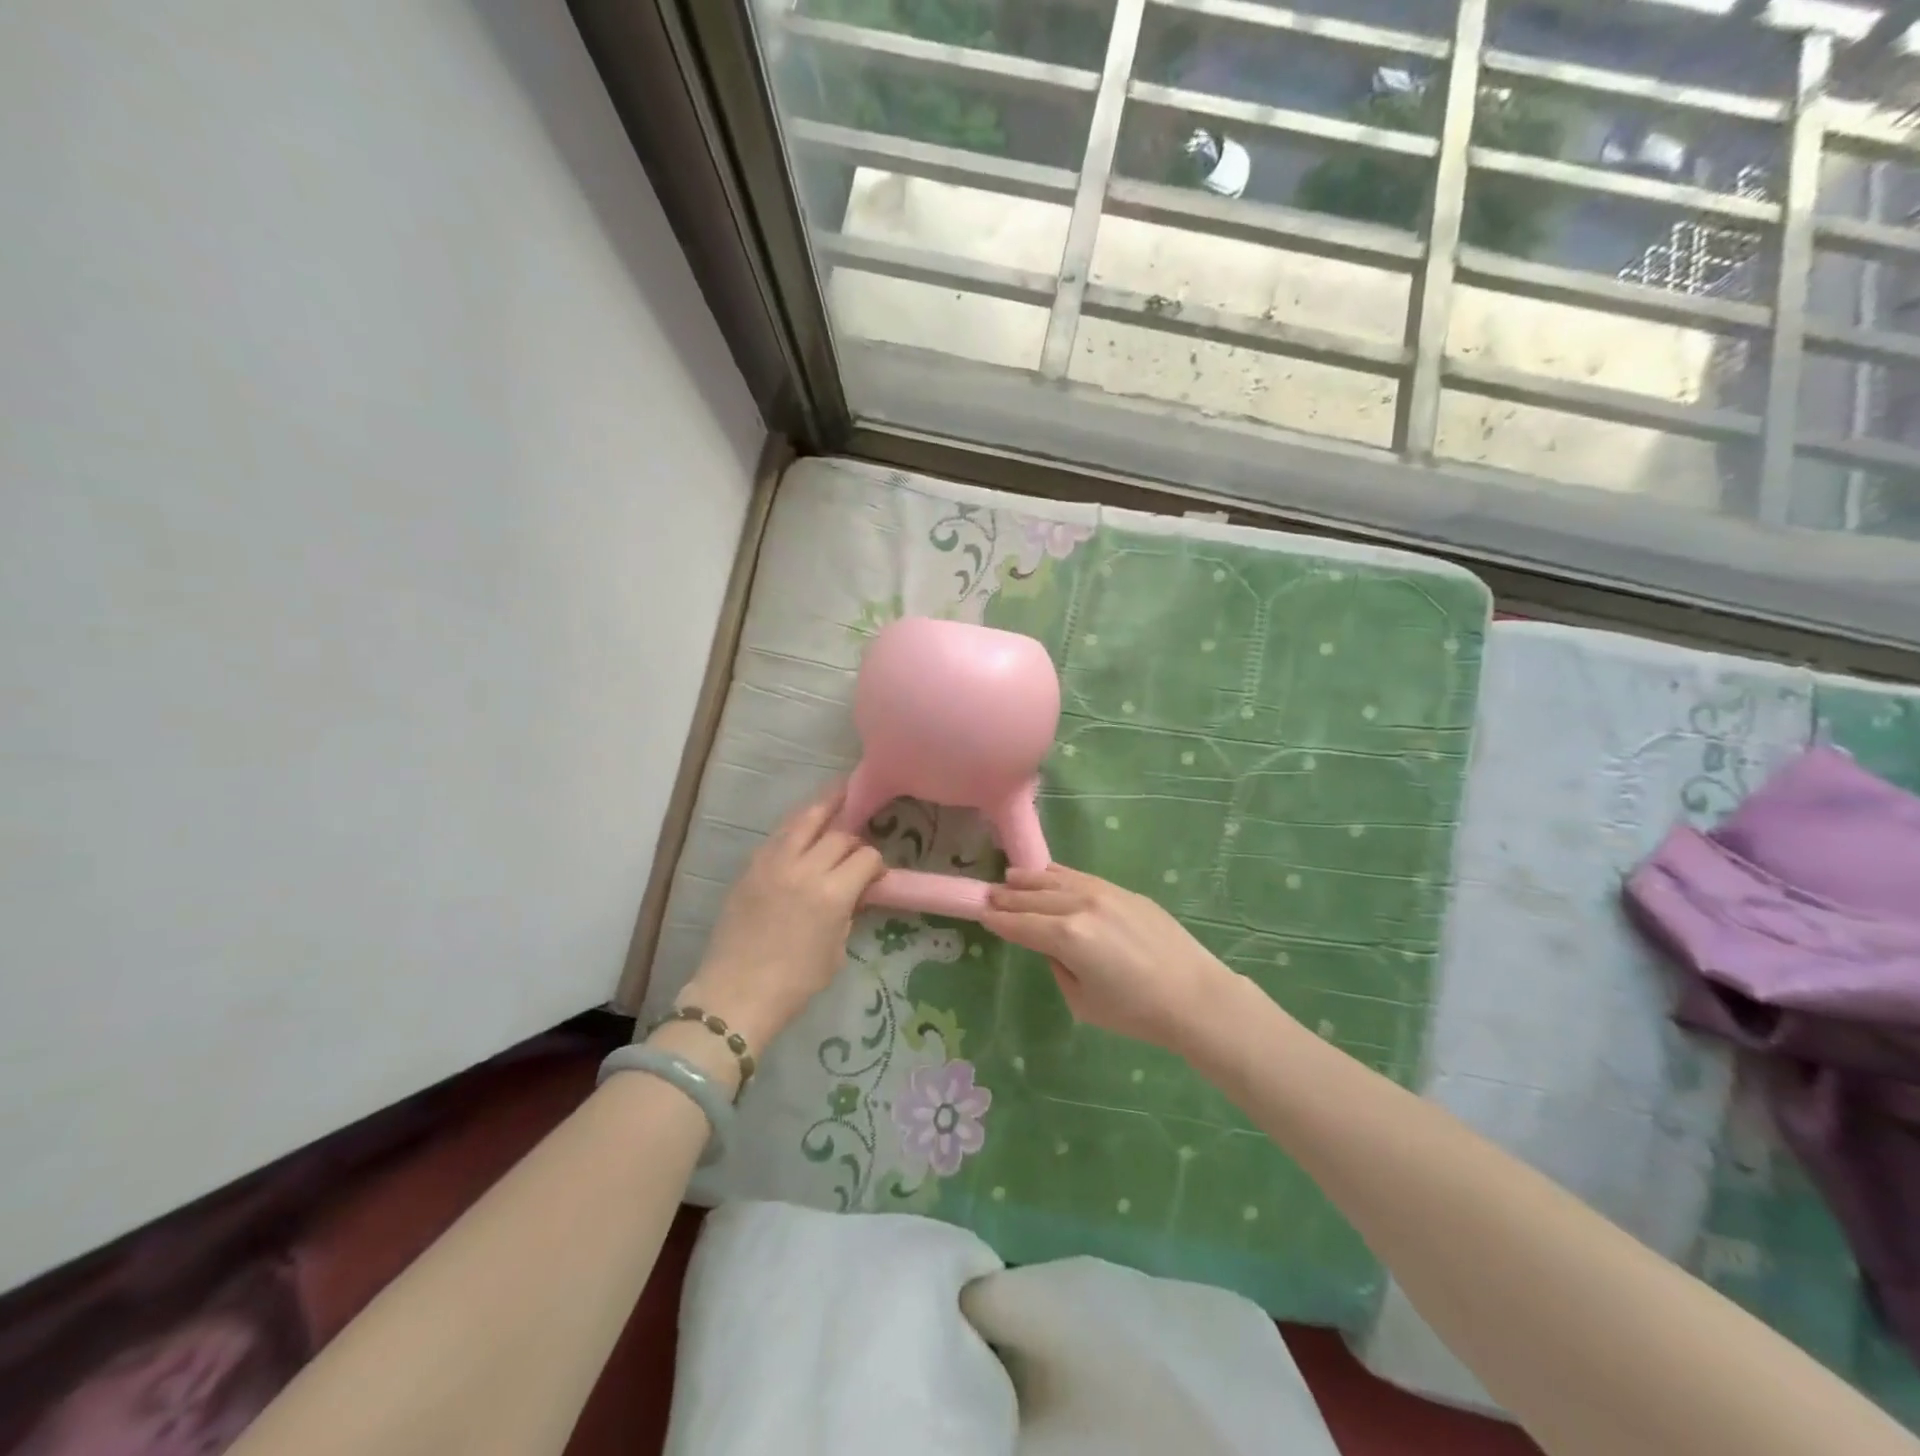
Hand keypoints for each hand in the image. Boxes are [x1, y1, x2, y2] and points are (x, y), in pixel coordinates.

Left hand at [679, 788, 885, 1052]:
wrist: (736, 994)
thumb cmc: (794, 983)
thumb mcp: (836, 950)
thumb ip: (848, 912)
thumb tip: (854, 892)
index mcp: (832, 893)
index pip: (865, 857)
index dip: (876, 863)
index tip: (876, 874)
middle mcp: (805, 868)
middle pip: (839, 834)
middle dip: (853, 837)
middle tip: (858, 841)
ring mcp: (773, 863)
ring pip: (804, 819)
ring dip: (825, 807)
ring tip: (839, 793)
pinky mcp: (751, 867)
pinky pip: (779, 835)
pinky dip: (796, 826)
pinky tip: (804, 825)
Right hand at [982, 865, 1235, 1052]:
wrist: (1194, 996)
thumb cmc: (1135, 1011)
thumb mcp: (1082, 1001)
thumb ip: (1059, 966)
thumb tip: (1053, 946)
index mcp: (1066, 937)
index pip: (1021, 924)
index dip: (998, 920)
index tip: (979, 913)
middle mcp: (1080, 906)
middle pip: (1033, 898)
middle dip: (1007, 897)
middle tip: (987, 895)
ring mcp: (1103, 893)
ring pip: (1055, 880)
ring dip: (1029, 879)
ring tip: (1009, 878)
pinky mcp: (1123, 891)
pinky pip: (1080, 877)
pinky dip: (1058, 875)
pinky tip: (1047, 873)